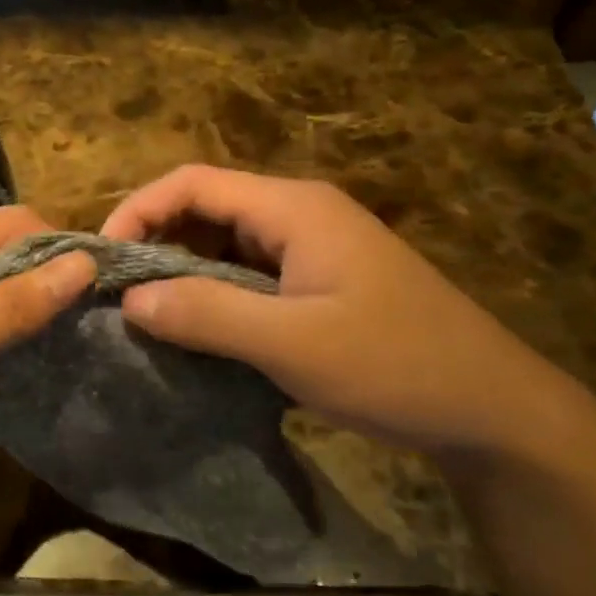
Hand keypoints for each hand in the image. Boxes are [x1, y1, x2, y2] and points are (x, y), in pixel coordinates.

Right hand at [102, 166, 590, 463]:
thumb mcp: (293, 343)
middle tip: (115, 292)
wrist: (493, 412)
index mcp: (294, 209)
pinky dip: (210, 294)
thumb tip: (129, 298)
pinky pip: (245, 275)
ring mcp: (311, 250)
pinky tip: (193, 330)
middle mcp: (299, 216)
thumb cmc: (395, 366)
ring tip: (144, 313)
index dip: (138, 210)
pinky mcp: (317, 283)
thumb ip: (206, 314)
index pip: (192, 183)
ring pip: (222, 244)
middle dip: (154, 242)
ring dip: (180, 272)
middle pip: (205, 208)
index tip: (102, 260)